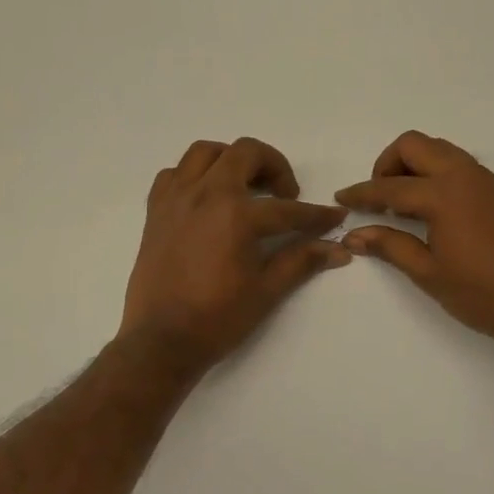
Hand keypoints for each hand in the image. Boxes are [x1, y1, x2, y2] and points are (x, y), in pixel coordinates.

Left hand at [120, 138, 349, 371]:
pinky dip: (193, 176)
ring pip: (205, 152)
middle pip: (245, 153)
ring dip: (231, 160)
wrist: (161, 341)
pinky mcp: (155, 211)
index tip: (334, 217)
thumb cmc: (217, 319)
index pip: (287, 209)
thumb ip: (302, 261)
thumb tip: (339, 250)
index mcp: (236, 214)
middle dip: (274, 166)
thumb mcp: (266, 290)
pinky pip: (173, 174)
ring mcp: (176, 199)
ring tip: (245, 186)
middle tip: (284, 194)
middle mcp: (205, 194)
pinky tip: (206, 199)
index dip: (315, 215)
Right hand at [335, 131, 493, 348]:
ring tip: (401, 204)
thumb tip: (353, 235)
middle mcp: (464, 175)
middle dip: (387, 164)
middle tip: (378, 199)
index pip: (390, 187)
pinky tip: (428, 209)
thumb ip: (389, 245)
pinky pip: (457, 163)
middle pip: (414, 145)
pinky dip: (435, 172)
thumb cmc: (479, 293)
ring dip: (413, 165)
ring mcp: (483, 179)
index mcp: (443, 195)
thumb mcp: (427, 272)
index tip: (341, 198)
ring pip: (438, 150)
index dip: (362, 193)